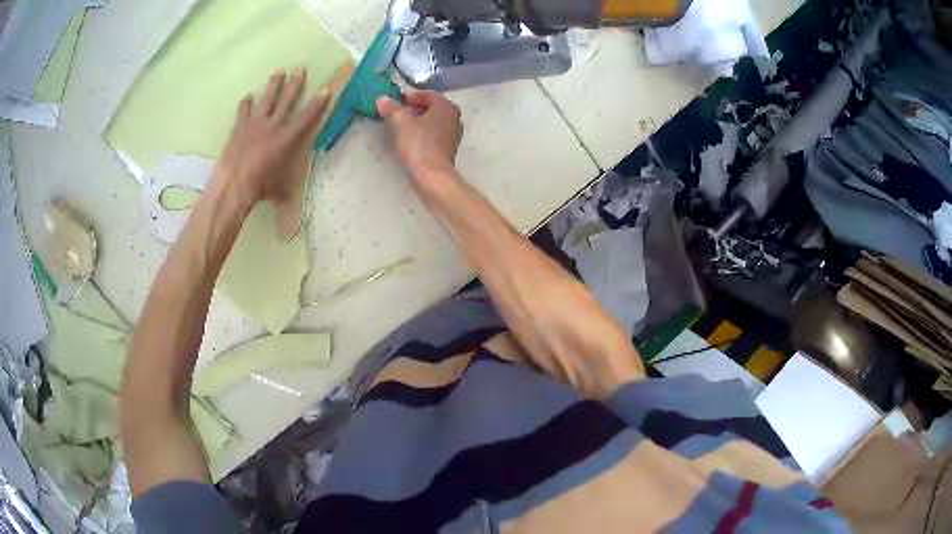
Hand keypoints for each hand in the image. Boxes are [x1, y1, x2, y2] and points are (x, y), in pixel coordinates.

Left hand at [217, 68, 329, 204]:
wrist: (233, 184)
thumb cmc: (260, 186)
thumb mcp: (280, 188)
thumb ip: (287, 185)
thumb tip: (292, 199)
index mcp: (286, 139)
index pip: (306, 118)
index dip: (317, 104)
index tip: (325, 89)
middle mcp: (272, 126)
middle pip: (286, 101)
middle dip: (295, 84)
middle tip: (300, 69)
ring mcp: (254, 124)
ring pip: (266, 99)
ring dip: (273, 85)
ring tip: (278, 71)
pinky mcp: (239, 127)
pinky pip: (243, 111)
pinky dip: (245, 104)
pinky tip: (247, 97)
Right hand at [377, 91, 462, 179]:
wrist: (431, 176)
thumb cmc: (418, 144)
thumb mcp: (400, 122)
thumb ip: (392, 108)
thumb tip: (383, 99)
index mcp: (446, 107)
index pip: (428, 94)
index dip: (410, 96)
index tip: (395, 101)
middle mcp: (454, 118)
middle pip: (431, 107)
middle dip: (413, 108)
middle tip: (396, 113)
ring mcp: (453, 135)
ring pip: (432, 121)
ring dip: (417, 121)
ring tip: (400, 126)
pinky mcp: (448, 149)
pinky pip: (433, 134)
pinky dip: (422, 133)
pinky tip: (409, 140)